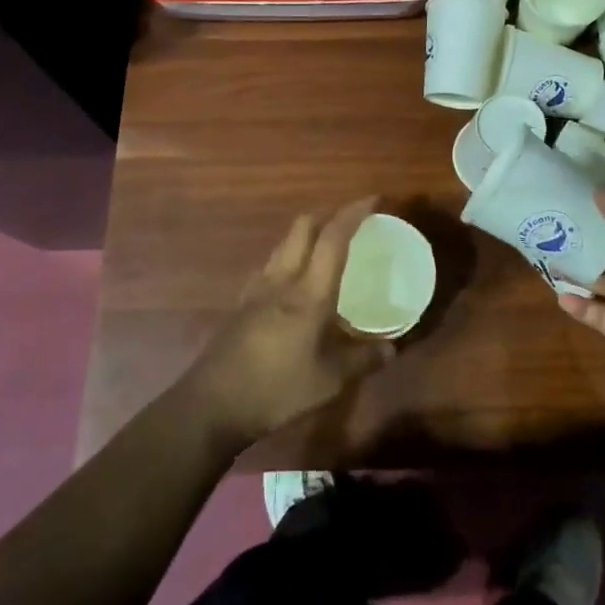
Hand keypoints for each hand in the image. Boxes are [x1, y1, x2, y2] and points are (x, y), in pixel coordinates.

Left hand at [183, 198, 394, 446]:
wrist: (213, 404)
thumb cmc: (276, 389)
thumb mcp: (329, 381)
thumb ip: (363, 360)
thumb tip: (392, 349)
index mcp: (309, 292)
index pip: (333, 238)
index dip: (354, 213)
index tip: (374, 200)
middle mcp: (283, 279)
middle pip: (303, 226)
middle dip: (328, 213)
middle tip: (351, 219)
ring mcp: (258, 288)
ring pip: (284, 242)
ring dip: (307, 232)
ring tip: (325, 245)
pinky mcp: (242, 302)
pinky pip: (270, 264)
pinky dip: (288, 256)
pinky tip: (293, 278)